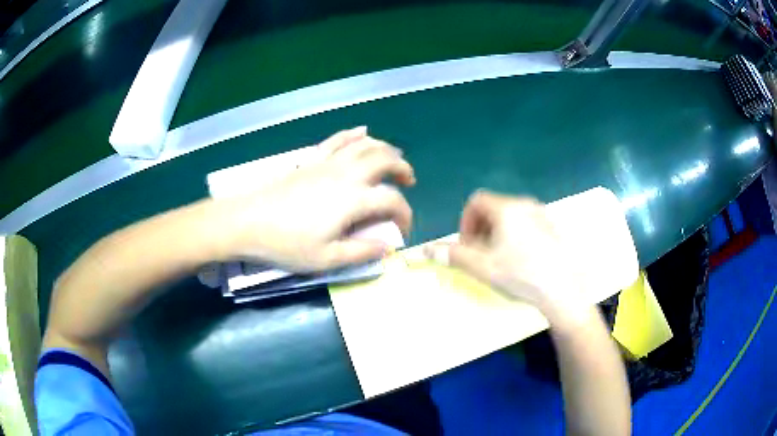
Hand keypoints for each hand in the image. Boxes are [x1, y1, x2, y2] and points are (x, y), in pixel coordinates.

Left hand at [221, 128, 414, 271]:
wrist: (247, 221)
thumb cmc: (286, 243)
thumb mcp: (326, 259)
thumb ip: (360, 252)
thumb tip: (387, 248)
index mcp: (352, 200)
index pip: (391, 200)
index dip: (405, 214)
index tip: (402, 230)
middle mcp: (345, 174)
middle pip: (384, 159)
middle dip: (402, 168)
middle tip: (408, 182)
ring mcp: (327, 163)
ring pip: (365, 144)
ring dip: (385, 149)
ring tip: (392, 160)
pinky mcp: (312, 160)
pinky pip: (337, 139)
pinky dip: (354, 134)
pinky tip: (363, 132)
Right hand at [425, 190, 587, 323]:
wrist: (563, 290)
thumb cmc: (521, 275)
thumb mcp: (483, 267)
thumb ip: (453, 255)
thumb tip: (428, 248)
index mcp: (507, 208)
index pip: (476, 201)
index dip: (466, 222)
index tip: (467, 246)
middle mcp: (526, 204)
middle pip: (493, 208)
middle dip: (480, 229)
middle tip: (481, 255)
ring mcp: (542, 214)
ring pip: (510, 216)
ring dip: (497, 233)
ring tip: (500, 259)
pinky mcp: (553, 227)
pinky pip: (526, 223)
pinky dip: (515, 235)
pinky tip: (521, 260)